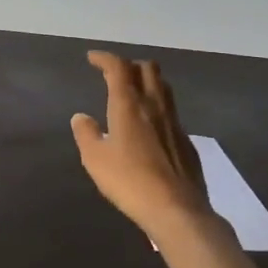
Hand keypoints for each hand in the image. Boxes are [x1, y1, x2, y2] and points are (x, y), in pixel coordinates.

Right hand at [71, 50, 213, 243]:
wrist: (176, 209)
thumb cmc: (129, 181)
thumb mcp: (95, 159)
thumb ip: (86, 134)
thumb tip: (81, 117)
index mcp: (129, 104)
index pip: (118, 67)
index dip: (105, 58)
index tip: (93, 59)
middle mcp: (154, 105)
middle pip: (148, 69)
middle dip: (130, 65)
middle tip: (115, 74)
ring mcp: (175, 122)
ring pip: (164, 87)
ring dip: (148, 82)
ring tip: (134, 93)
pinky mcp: (186, 141)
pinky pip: (171, 112)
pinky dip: (158, 108)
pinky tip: (150, 127)